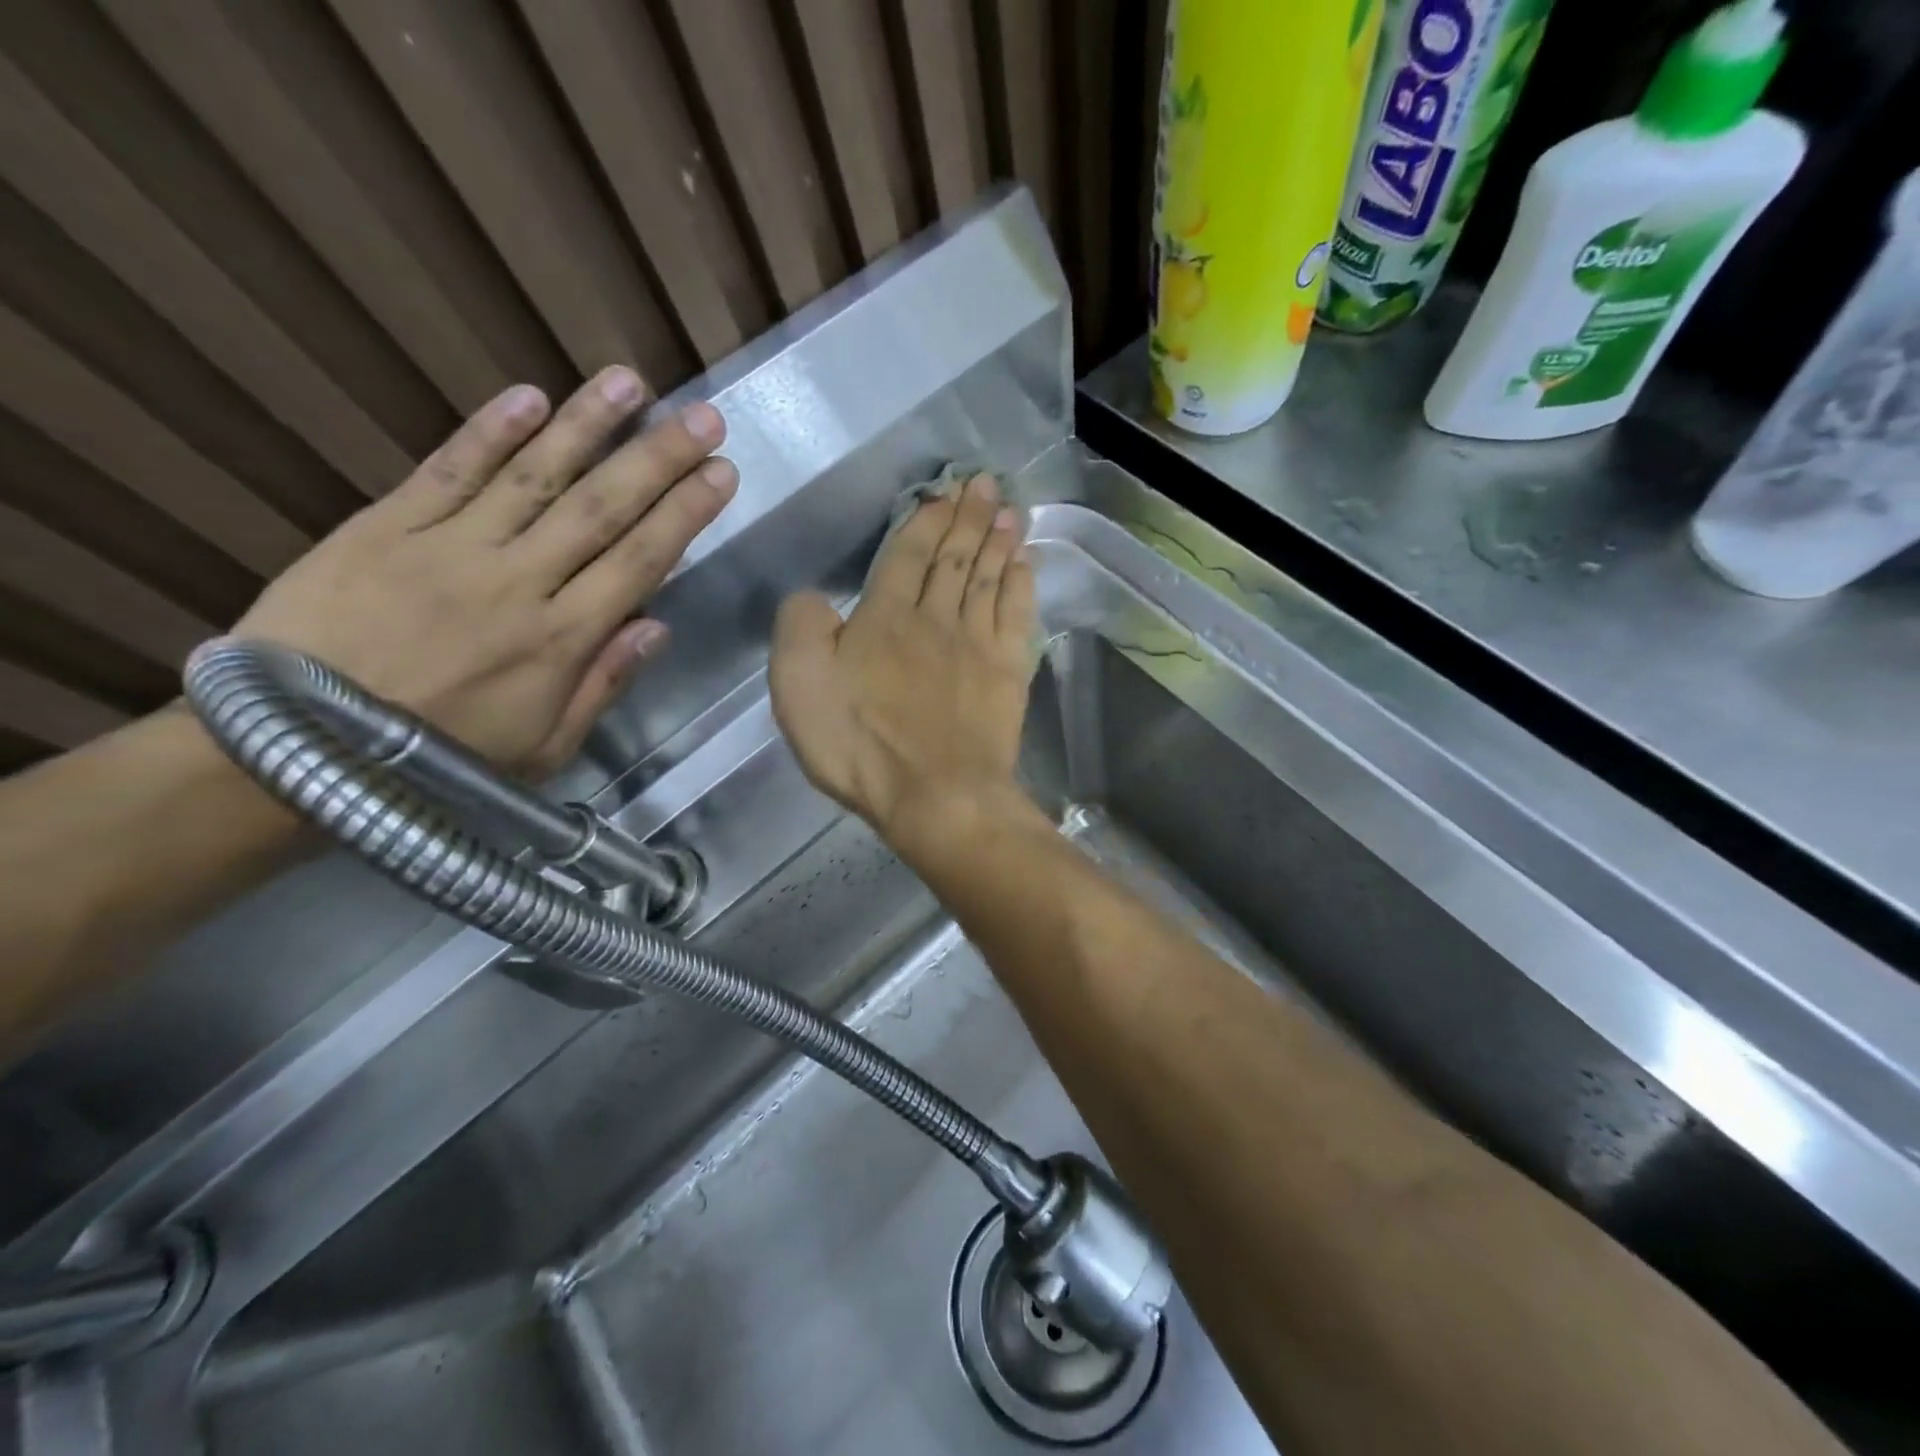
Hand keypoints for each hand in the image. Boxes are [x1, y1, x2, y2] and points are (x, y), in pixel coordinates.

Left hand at [234, 368, 736, 777]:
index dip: (684, 514)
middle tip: (704, 417)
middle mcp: (517, 583)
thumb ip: (602, 685)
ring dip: (587, 425)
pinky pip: (448, 470)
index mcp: (560, 641)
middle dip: (659, 459)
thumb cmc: (441, 757)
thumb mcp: (544, 747)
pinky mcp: (386, 527)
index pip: (639, 562)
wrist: (293, 747)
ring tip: (631, 382)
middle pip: (601, 509)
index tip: (721, 474)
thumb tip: (657, 627)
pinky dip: (489, 432)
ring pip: (534, 477)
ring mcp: (450, 548)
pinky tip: (530, 396)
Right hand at [770, 473, 1035, 845]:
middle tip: (987, 483)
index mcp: (886, 616)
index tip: (944, 491)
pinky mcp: (1007, 674)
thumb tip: (814, 597)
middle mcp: (937, 618)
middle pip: (955, 557)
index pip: (908, 554)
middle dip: (969, 516)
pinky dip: (1022, 585)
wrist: (935, 794)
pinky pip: (1017, 615)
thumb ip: (802, 627)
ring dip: (999, 541)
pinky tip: (1026, 564)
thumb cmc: (860, 744)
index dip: (926, 519)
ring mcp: (978, 645)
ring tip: (1010, 510)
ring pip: (990, 578)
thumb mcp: (799, 683)